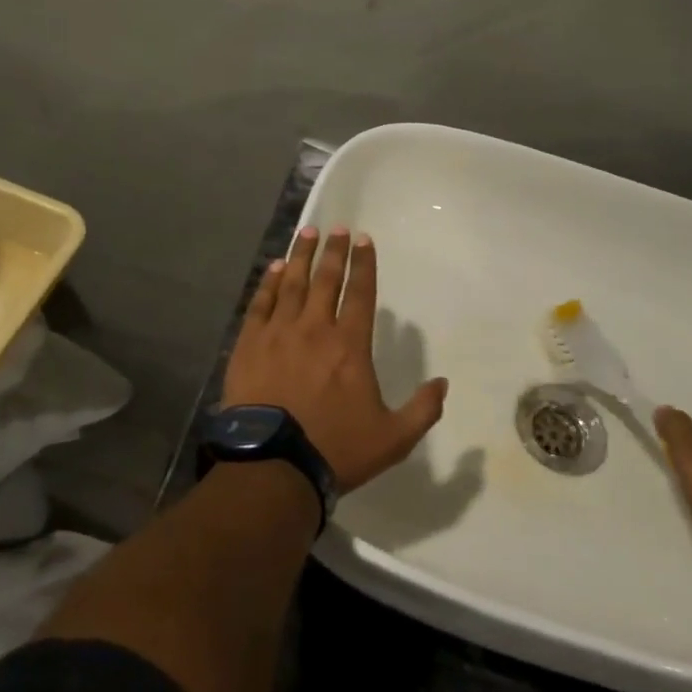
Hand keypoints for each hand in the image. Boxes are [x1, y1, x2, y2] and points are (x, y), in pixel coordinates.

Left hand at [223, 226, 448, 492]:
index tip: (364, 239)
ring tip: (306, 233)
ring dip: (300, 256)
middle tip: (337, 227)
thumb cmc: (335, 448)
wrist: (273, 464)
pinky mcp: (249, 344)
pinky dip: (267, 283)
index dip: (364, 264)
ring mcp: (278, 333)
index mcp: (349, 345)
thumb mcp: (393, 438)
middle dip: (334, 251)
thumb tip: (443, 383)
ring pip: (291, 284)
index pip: (359, 293)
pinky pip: (260, 304)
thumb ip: (422, 409)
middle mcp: (314, 328)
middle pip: (325, 279)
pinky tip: (272, 269)